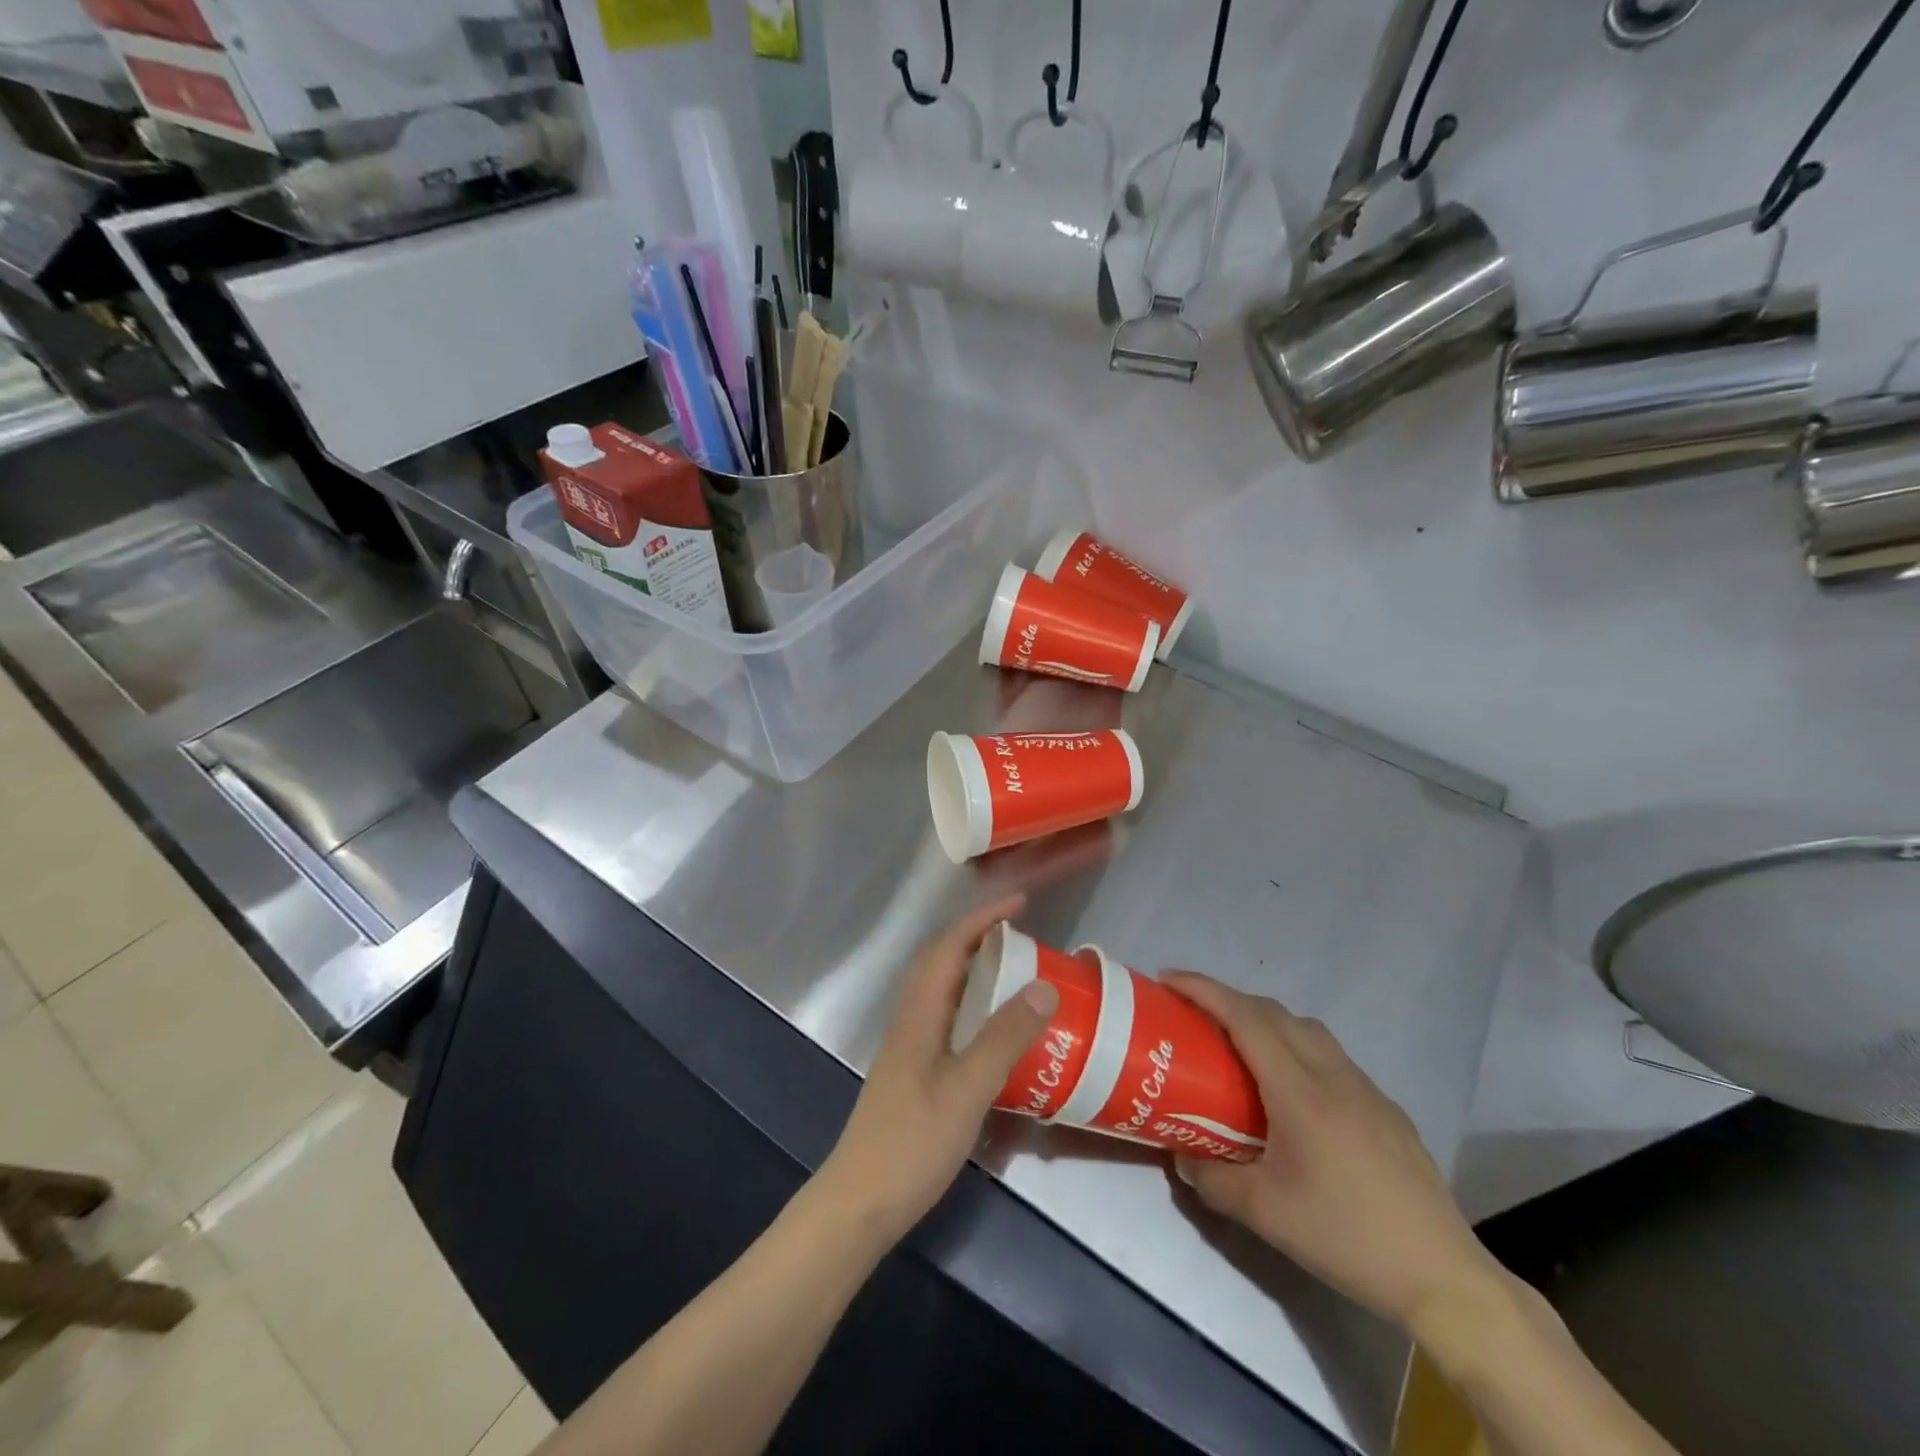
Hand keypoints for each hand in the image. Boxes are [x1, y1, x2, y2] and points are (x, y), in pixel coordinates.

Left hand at [816, 896, 1058, 1243]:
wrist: (858, 1205)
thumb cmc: (911, 1145)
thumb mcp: (966, 1091)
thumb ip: (1004, 1039)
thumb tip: (1043, 986)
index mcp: (919, 1015)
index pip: (948, 948)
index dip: (981, 919)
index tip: (1018, 903)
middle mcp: (910, 1022)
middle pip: (939, 962)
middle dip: (977, 937)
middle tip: (1020, 935)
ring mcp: (909, 1050)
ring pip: (941, 992)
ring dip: (974, 970)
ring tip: (1014, 973)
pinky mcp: (913, 1075)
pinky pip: (946, 1021)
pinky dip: (972, 1008)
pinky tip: (994, 1033)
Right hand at [1163, 973, 1500, 1332]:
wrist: (1443, 1277)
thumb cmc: (1346, 1237)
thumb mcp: (1265, 1213)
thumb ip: (1213, 1179)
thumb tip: (1182, 1157)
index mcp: (1299, 1090)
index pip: (1244, 1017)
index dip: (1203, 989)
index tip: (1168, 979)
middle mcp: (1332, 1074)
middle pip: (1274, 1012)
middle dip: (1228, 999)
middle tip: (1194, 1014)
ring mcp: (1366, 1089)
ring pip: (1307, 1029)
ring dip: (1265, 1020)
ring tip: (1239, 1046)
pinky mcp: (1386, 1109)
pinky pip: (1331, 1056)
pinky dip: (1297, 1048)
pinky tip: (1293, 1093)